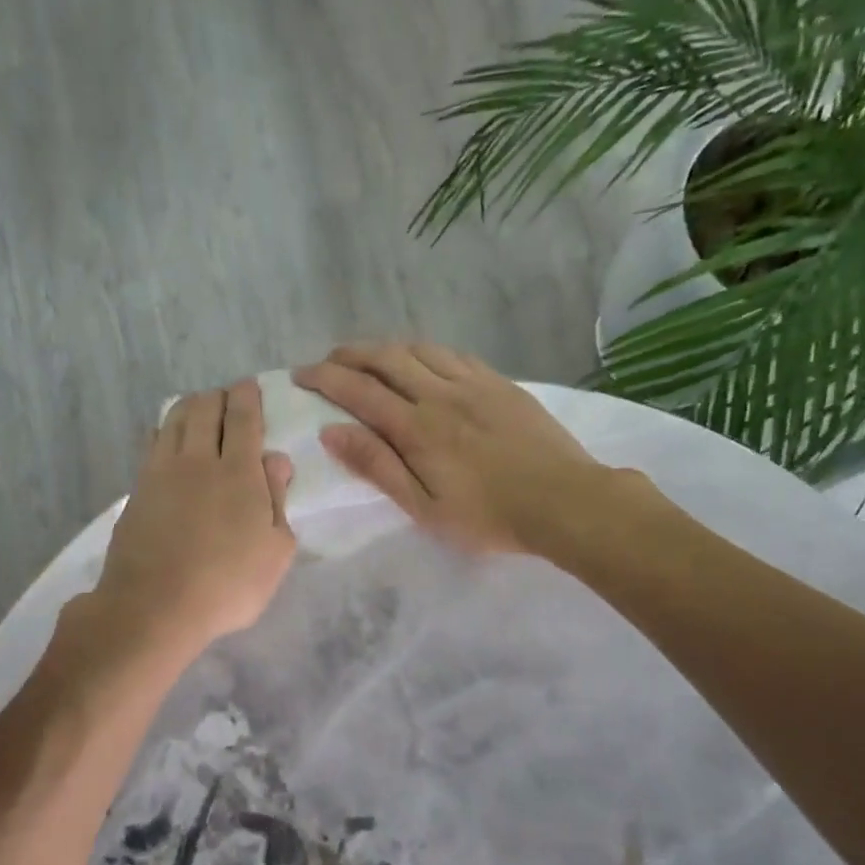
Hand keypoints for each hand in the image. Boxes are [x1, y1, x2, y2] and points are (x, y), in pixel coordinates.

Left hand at [91, 379, 297, 658]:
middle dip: (218, 396)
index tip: (249, 386)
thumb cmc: (228, 585)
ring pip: (174, 420)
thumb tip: (276, 459)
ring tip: (199, 409)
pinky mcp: (137, 490)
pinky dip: (165, 430)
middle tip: (226, 398)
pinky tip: (168, 437)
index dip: (247, 398)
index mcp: (239, 473)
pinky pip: (153, 444)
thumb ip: (278, 500)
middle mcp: (199, 460)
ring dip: (189, 407)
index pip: (243, 420)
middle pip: (205, 410)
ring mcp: (162, 472)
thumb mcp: (275, 551)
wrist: (154, 606)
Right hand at [294, 342, 630, 555]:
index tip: (301, 373)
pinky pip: (454, 354)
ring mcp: (474, 384)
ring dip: (386, 348)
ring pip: (419, 350)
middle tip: (328, 360)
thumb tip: (332, 432)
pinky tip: (423, 359)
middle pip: (386, 359)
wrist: (564, 500)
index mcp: (417, 428)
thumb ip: (378, 466)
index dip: (325, 378)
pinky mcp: (500, 384)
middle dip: (350, 354)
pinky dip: (426, 351)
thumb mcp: (424, 507)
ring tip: (368, 357)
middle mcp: (440, 395)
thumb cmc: (488, 516)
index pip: (359, 391)